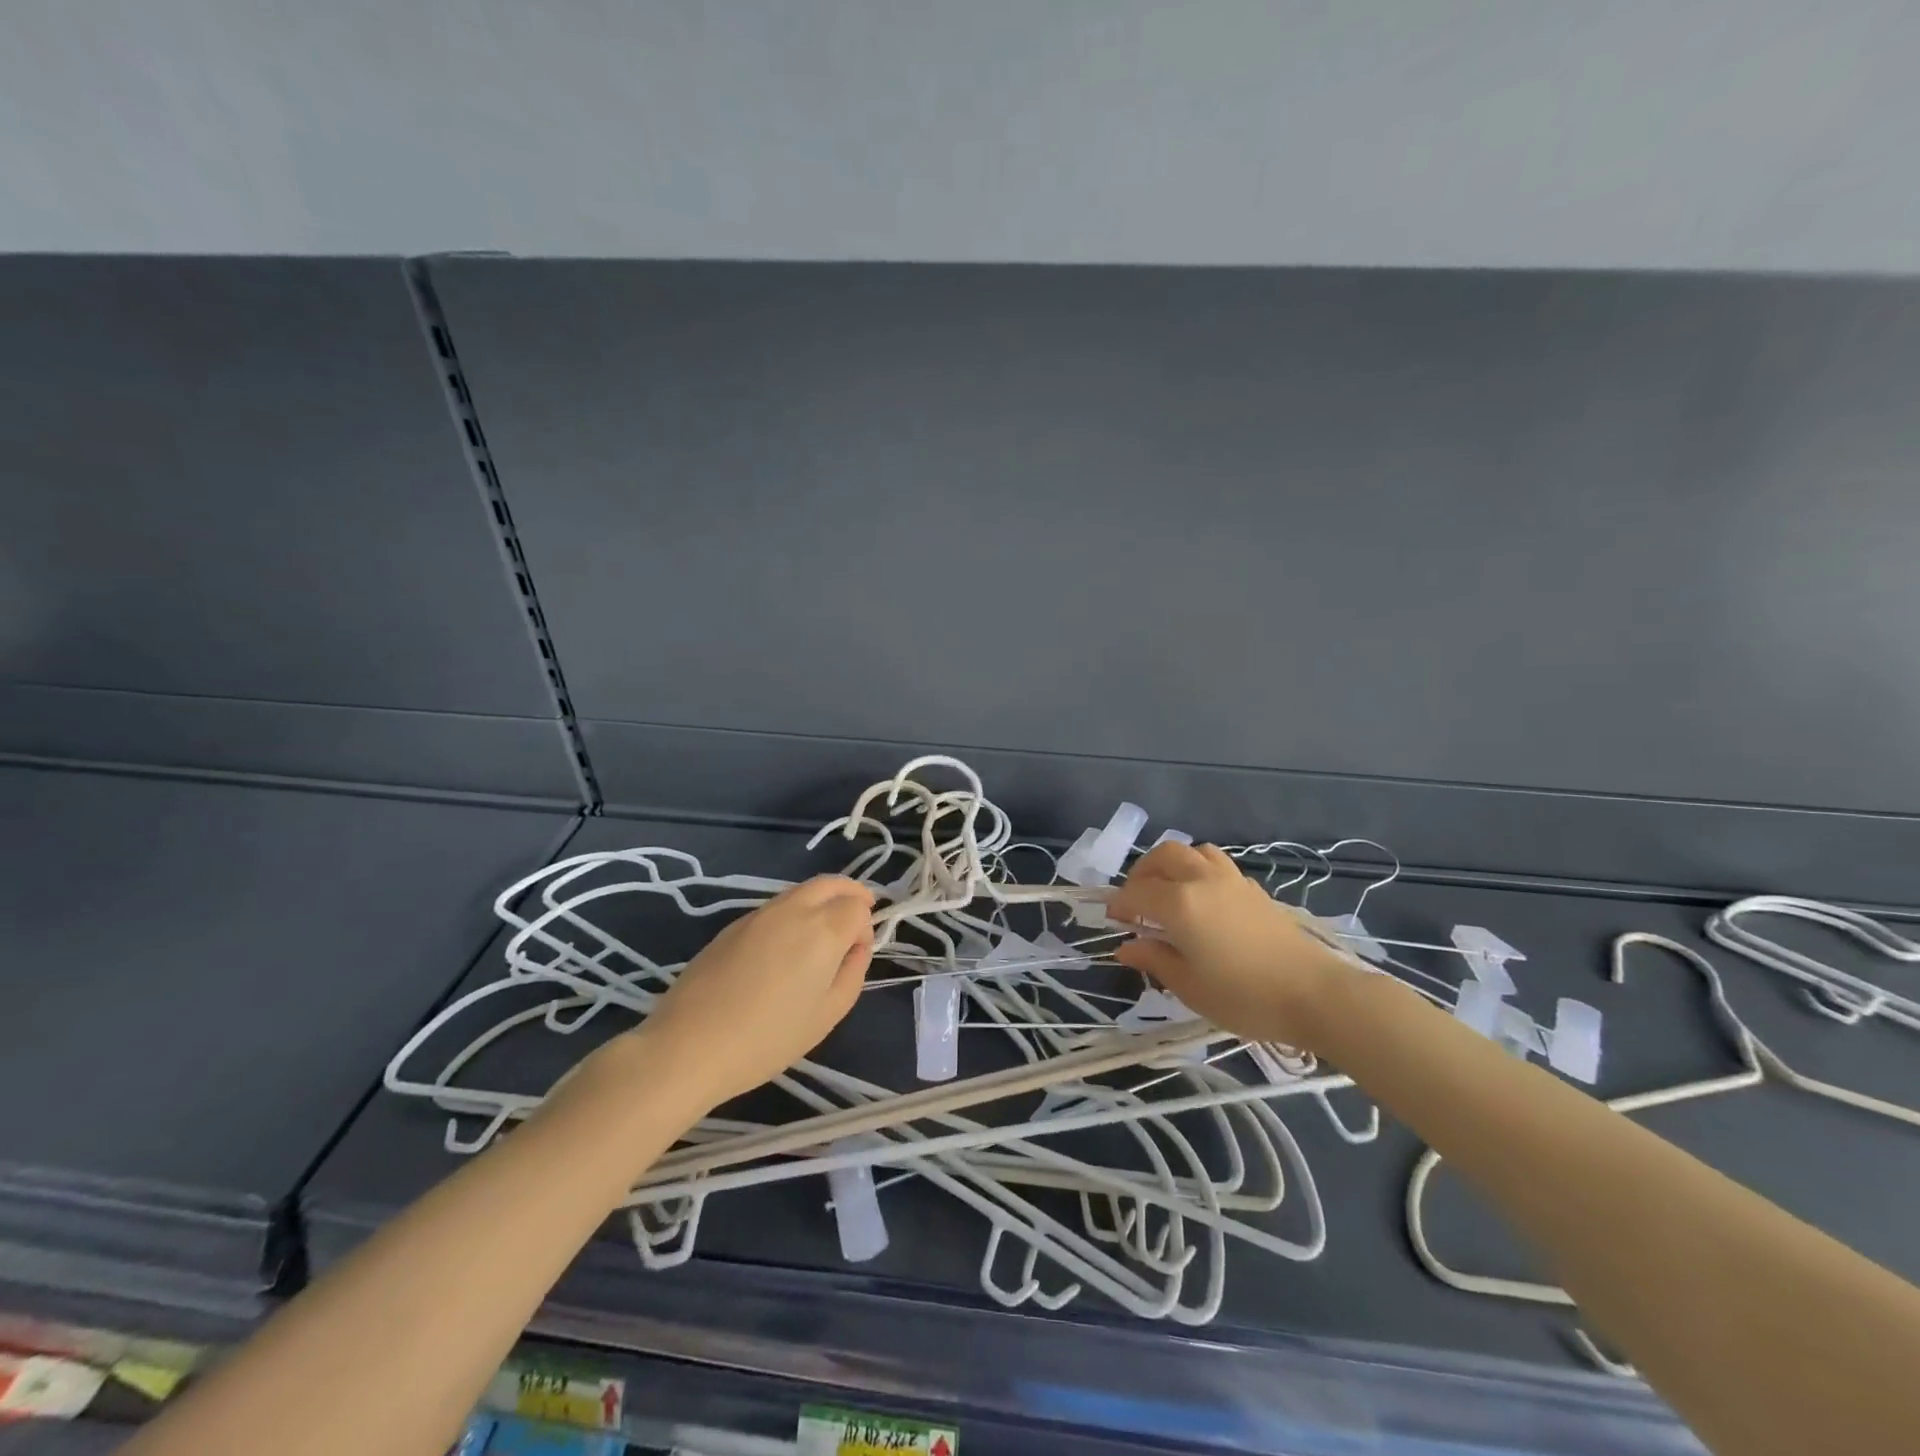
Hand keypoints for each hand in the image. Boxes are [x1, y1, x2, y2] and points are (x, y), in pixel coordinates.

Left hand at [632, 876, 874, 1110]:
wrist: (689, 1045)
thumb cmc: (768, 1038)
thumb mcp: (827, 1015)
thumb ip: (852, 973)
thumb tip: (856, 947)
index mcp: (823, 929)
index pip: (857, 905)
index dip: (865, 926)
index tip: (856, 954)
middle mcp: (794, 909)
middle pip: (831, 883)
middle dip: (850, 894)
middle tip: (856, 916)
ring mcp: (760, 913)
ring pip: (802, 890)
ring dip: (820, 901)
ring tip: (821, 934)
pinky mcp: (733, 925)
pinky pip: (776, 907)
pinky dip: (793, 913)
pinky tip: (785, 947)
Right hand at [1108, 842, 1351, 1049]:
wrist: (1314, 994)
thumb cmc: (1244, 996)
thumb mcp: (1188, 986)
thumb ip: (1154, 960)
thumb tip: (1126, 947)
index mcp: (1179, 903)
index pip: (1136, 893)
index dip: (1119, 905)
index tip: (1114, 922)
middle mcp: (1201, 880)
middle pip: (1163, 856)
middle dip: (1142, 873)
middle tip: (1136, 901)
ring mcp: (1231, 880)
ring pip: (1193, 851)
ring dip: (1173, 864)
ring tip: (1168, 891)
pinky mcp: (1253, 889)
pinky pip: (1216, 864)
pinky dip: (1199, 871)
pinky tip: (1202, 901)